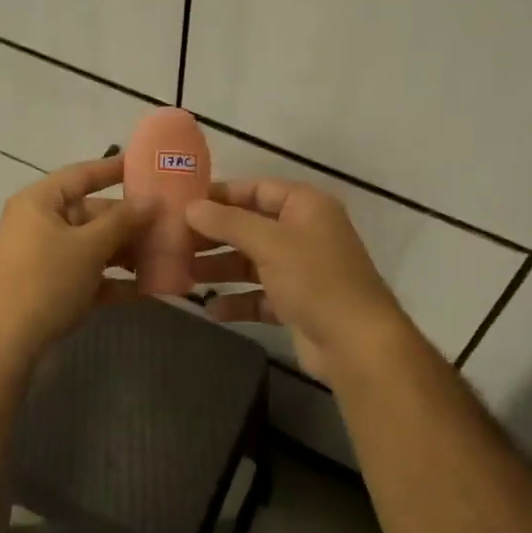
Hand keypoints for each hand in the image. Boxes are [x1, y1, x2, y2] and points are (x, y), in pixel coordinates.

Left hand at [0, 156, 151, 363]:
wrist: (4, 344)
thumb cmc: (45, 282)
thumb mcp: (88, 247)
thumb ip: (123, 221)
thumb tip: (153, 199)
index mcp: (39, 202)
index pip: (81, 174)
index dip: (114, 169)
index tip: (148, 165)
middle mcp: (39, 224)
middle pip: (91, 213)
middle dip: (129, 221)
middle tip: (169, 222)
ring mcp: (44, 258)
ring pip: (92, 246)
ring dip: (126, 252)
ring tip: (165, 255)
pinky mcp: (50, 288)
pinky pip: (87, 275)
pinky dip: (113, 280)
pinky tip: (147, 289)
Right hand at [186, 179, 409, 382]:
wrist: (357, 343)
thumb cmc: (316, 280)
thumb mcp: (269, 243)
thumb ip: (228, 222)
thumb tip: (190, 207)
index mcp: (306, 207)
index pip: (257, 189)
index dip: (221, 195)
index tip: (183, 204)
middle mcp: (304, 233)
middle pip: (250, 227)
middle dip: (214, 236)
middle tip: (174, 243)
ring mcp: (301, 270)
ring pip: (251, 262)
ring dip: (220, 268)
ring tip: (183, 275)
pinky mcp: (296, 304)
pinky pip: (258, 296)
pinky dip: (237, 301)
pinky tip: (211, 309)